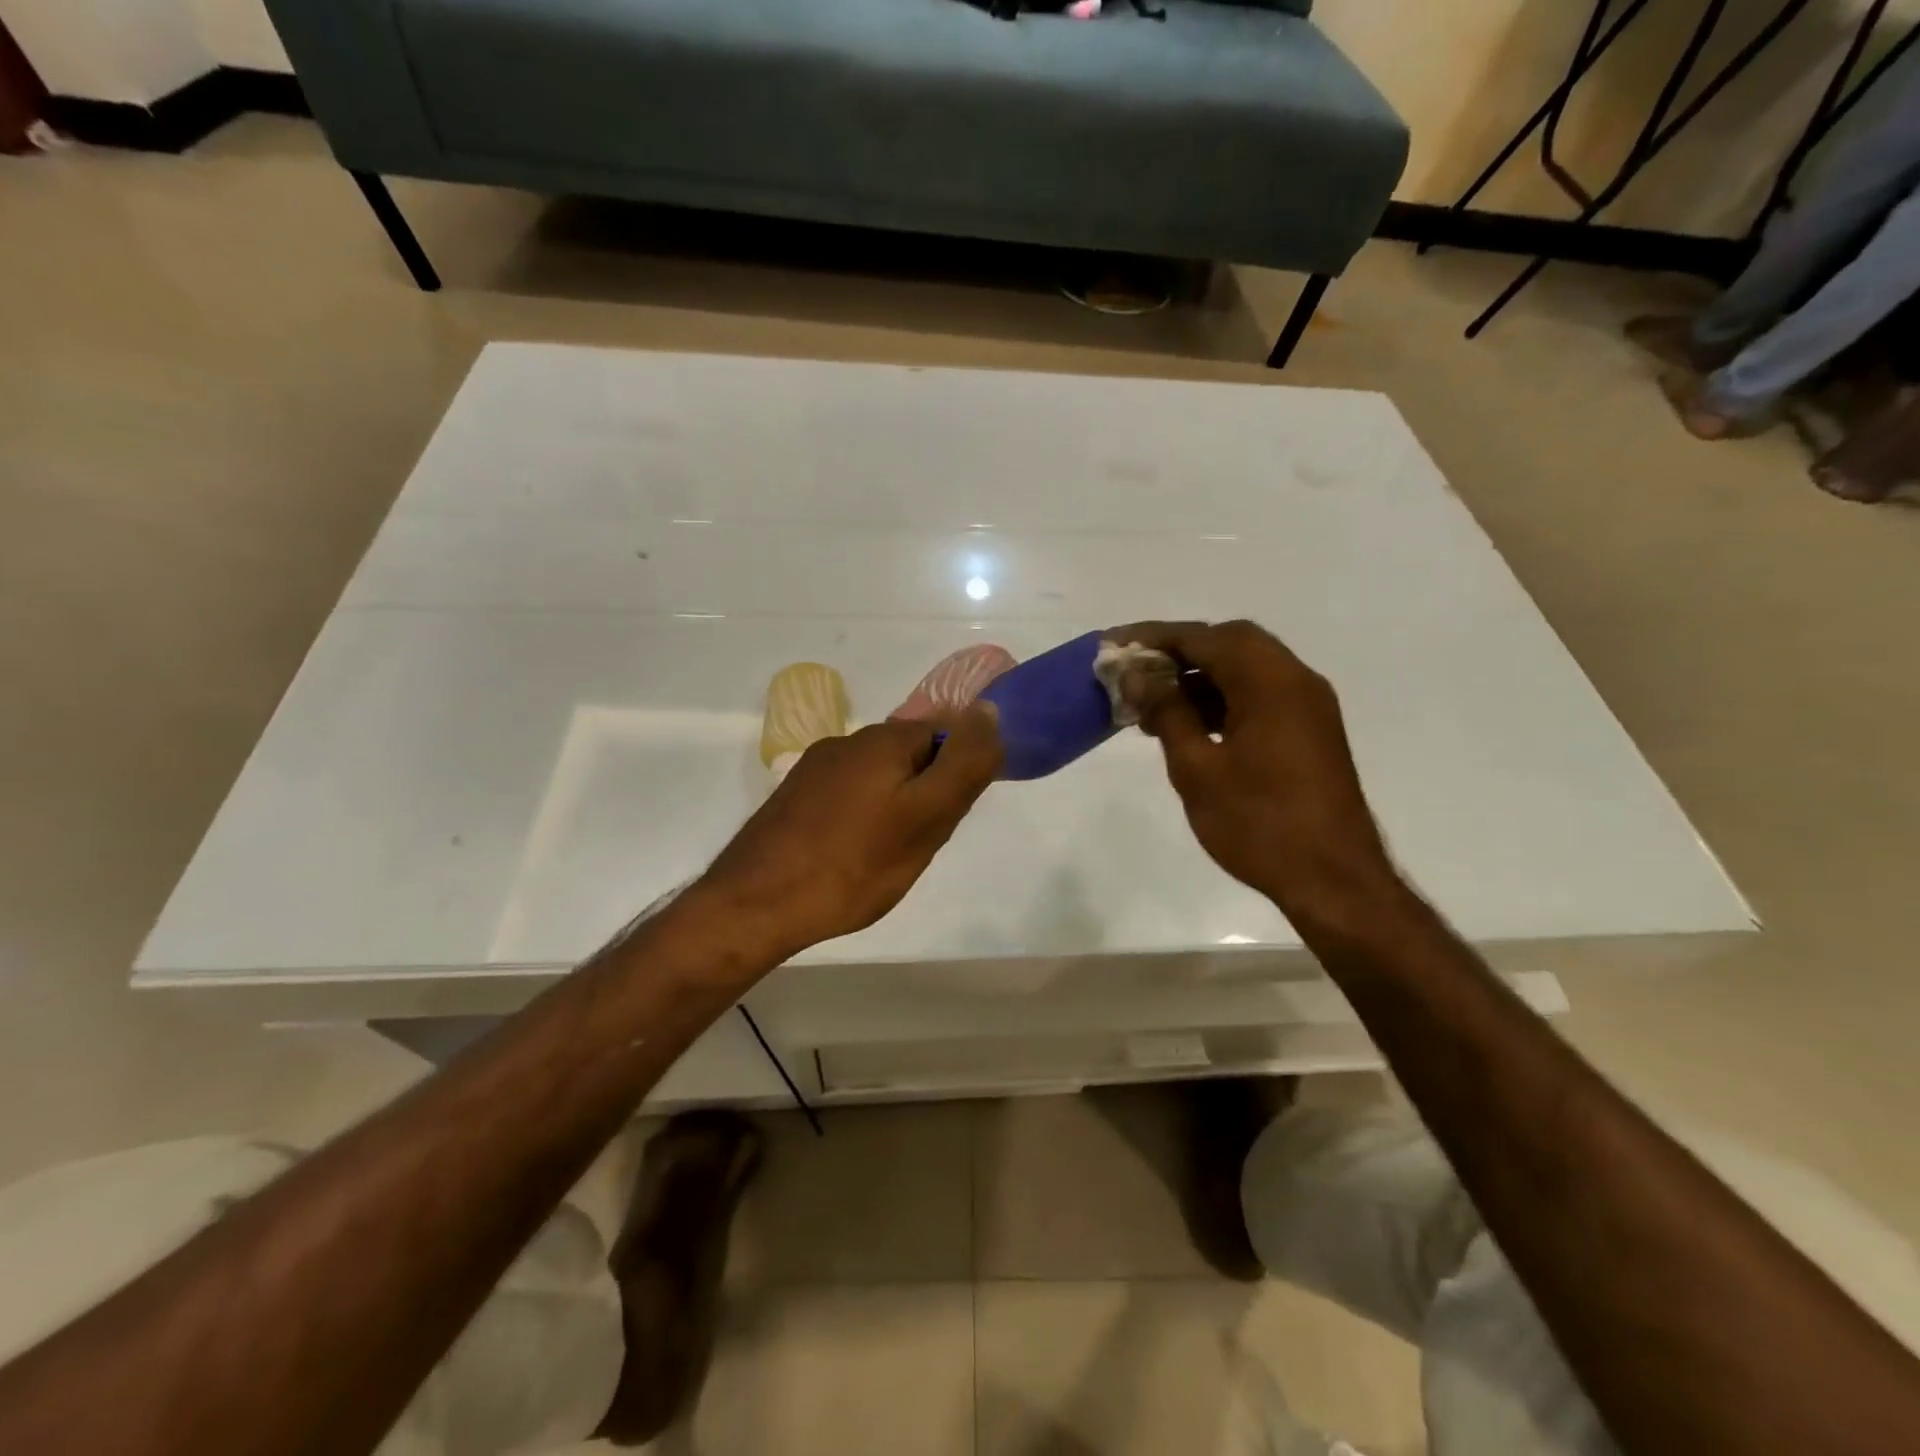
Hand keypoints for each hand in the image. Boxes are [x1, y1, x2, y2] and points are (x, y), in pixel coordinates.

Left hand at [693, 705, 1002, 960]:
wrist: (756, 905)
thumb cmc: (854, 864)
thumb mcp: (927, 817)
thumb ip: (964, 763)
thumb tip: (989, 709)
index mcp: (881, 740)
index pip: (943, 734)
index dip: (955, 775)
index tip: (945, 818)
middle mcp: (845, 743)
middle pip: (908, 756)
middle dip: (923, 792)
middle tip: (917, 843)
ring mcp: (813, 770)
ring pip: (876, 779)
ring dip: (891, 807)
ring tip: (882, 856)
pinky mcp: (792, 799)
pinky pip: (845, 797)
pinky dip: (859, 819)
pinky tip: (848, 856)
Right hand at [1107, 620, 1397, 920]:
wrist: (1332, 879)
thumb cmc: (1258, 823)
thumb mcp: (1197, 767)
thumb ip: (1167, 712)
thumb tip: (1138, 675)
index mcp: (1270, 682)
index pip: (1205, 638)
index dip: (1155, 637)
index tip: (1114, 644)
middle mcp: (1295, 681)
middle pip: (1230, 644)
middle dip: (1180, 652)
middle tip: (1136, 671)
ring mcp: (1307, 706)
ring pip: (1246, 670)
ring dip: (1199, 678)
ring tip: (1152, 705)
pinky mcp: (1309, 731)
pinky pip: (1260, 695)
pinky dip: (1223, 698)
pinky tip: (1188, 725)